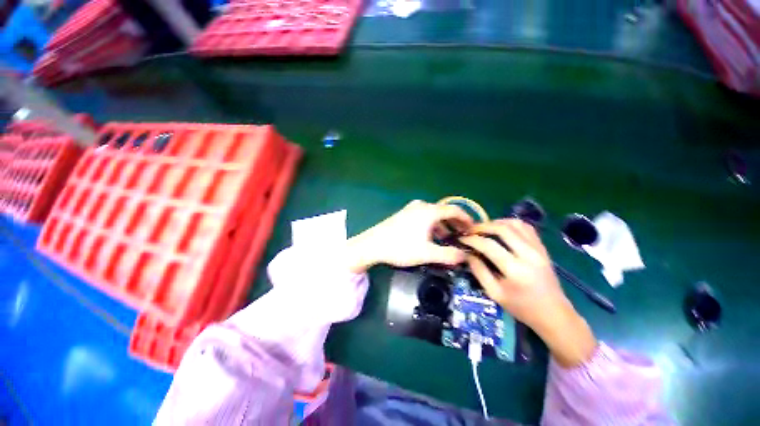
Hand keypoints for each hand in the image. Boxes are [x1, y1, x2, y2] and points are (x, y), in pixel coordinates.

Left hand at [345, 200, 473, 271]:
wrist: (372, 244)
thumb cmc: (400, 247)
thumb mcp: (427, 253)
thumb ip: (449, 255)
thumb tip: (466, 256)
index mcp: (429, 211)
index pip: (454, 210)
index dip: (466, 219)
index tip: (474, 229)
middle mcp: (421, 206)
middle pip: (444, 212)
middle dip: (455, 224)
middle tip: (463, 236)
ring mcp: (411, 209)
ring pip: (433, 215)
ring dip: (443, 226)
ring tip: (449, 239)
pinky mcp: (404, 214)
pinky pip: (424, 217)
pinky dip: (432, 225)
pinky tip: (432, 237)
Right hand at [460, 219, 596, 366]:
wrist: (554, 314)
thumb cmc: (522, 308)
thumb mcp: (495, 294)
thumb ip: (479, 271)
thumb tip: (467, 253)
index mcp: (515, 270)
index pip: (489, 245)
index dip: (472, 239)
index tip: (461, 239)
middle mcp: (529, 255)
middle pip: (502, 229)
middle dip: (482, 226)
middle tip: (471, 231)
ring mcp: (538, 249)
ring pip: (515, 224)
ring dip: (496, 222)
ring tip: (484, 229)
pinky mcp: (543, 248)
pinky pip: (526, 227)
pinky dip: (511, 224)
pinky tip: (501, 229)